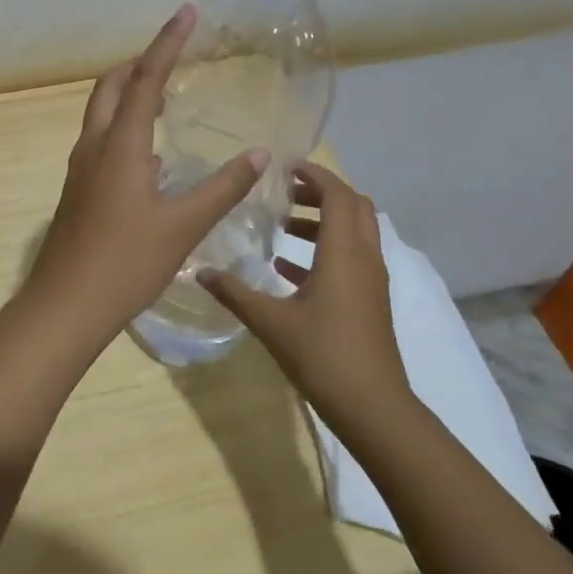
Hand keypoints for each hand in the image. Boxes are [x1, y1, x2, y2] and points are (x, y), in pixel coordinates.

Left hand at [23, 5, 267, 352]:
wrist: (66, 305)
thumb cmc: (126, 263)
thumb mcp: (183, 226)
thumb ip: (222, 187)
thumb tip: (259, 153)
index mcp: (120, 145)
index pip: (145, 79)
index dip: (167, 43)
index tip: (186, 13)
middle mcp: (94, 146)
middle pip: (111, 87)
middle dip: (139, 64)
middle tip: (173, 58)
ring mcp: (81, 168)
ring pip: (101, 113)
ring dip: (129, 94)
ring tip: (166, 97)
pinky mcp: (78, 189)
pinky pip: (101, 140)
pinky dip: (124, 127)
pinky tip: (151, 155)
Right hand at [200, 163, 410, 412]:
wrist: (373, 407)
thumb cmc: (323, 355)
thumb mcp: (270, 321)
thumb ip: (234, 292)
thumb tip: (199, 272)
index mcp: (343, 252)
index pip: (338, 195)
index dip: (315, 175)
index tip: (284, 167)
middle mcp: (364, 258)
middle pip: (354, 206)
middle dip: (321, 193)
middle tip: (284, 192)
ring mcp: (371, 280)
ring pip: (354, 232)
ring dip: (322, 221)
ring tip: (281, 227)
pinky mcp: (370, 301)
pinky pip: (351, 259)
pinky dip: (325, 250)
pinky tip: (287, 269)